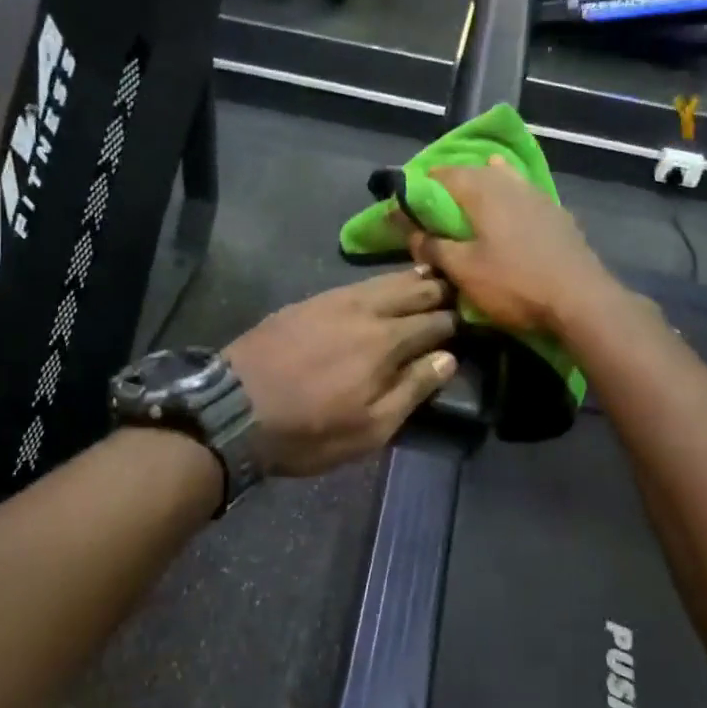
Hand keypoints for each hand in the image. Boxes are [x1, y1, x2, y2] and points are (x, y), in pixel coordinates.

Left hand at [224, 269, 458, 476]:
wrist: (233, 411)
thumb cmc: (308, 431)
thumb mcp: (369, 429)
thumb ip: (412, 389)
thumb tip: (448, 358)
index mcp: (386, 342)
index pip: (434, 322)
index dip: (457, 321)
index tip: (473, 320)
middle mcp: (365, 310)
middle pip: (412, 291)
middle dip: (439, 290)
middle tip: (460, 289)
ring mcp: (333, 300)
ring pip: (384, 280)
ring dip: (412, 279)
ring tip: (431, 276)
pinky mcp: (308, 301)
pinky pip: (355, 283)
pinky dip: (379, 282)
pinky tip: (382, 286)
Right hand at [407, 156, 616, 335]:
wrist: (580, 300)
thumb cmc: (514, 283)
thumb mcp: (463, 270)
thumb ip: (433, 247)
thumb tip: (411, 232)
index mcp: (483, 190)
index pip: (443, 174)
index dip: (421, 186)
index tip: (408, 204)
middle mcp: (510, 183)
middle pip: (474, 172)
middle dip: (452, 185)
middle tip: (436, 208)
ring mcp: (538, 195)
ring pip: (503, 179)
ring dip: (483, 187)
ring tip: (469, 205)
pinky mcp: (556, 214)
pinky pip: (522, 196)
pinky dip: (507, 199)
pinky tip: (507, 215)